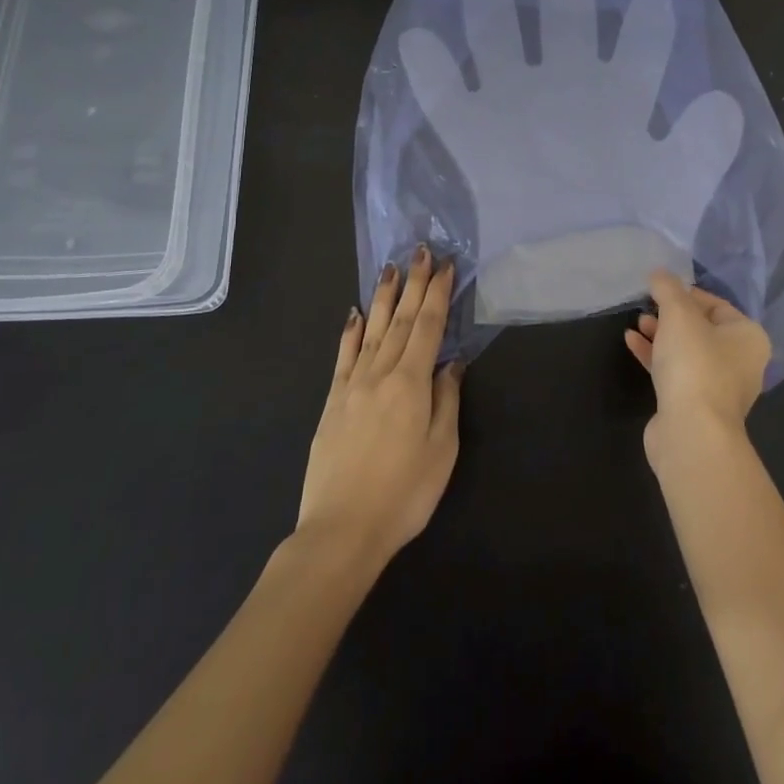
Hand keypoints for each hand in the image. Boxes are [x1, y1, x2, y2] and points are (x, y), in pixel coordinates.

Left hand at [298, 247, 462, 567]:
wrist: (341, 531)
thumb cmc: (404, 494)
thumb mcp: (441, 450)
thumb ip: (446, 400)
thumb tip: (450, 363)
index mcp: (411, 383)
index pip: (429, 327)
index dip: (438, 294)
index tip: (446, 266)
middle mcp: (380, 374)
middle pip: (401, 320)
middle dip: (414, 284)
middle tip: (421, 251)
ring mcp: (352, 386)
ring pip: (373, 331)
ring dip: (384, 297)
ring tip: (391, 268)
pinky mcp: (333, 403)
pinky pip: (344, 357)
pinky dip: (351, 332)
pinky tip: (356, 314)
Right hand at [625, 270, 771, 464]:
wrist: (691, 433)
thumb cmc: (695, 364)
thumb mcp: (678, 314)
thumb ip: (668, 288)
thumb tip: (659, 273)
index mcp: (748, 337)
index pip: (717, 304)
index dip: (687, 293)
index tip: (660, 289)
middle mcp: (740, 362)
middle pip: (701, 328)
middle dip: (671, 315)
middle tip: (647, 307)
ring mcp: (717, 388)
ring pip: (687, 352)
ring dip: (661, 335)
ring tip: (637, 323)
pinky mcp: (694, 406)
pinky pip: (675, 372)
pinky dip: (655, 357)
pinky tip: (631, 343)